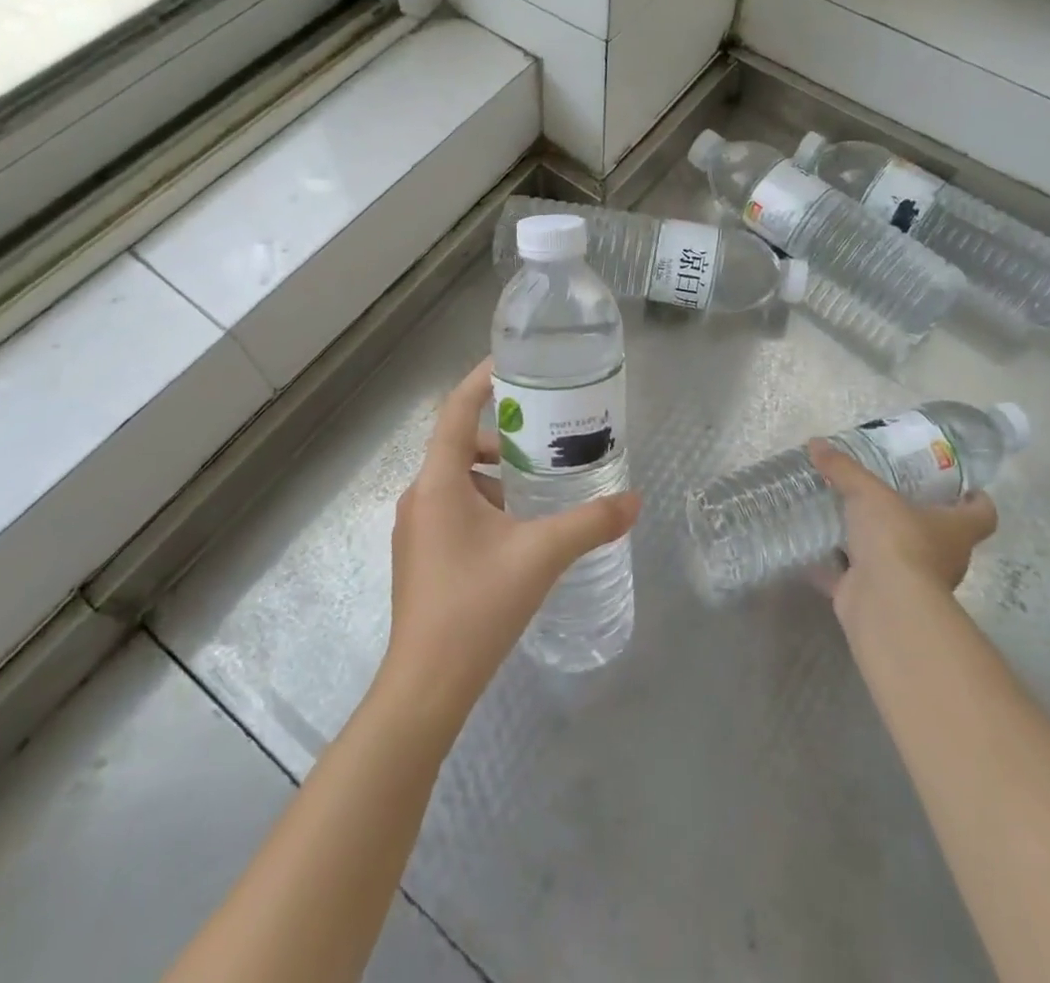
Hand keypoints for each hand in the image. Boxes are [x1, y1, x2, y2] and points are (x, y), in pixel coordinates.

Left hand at [380, 359, 641, 733]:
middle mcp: (419, 496)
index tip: (512, 363)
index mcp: (438, 482)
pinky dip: (485, 503)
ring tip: (539, 486)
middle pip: (459, 444)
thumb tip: (634, 501)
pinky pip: (453, 508)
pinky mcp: (420, 556)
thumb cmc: (477, 606)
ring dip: (495, 475)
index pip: (456, 410)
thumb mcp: (542, 556)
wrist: (426, 686)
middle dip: (502, 437)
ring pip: (457, 480)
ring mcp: (415, 529)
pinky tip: (518, 530)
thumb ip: (590, 524)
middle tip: (545, 438)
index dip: (481, 381)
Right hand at [807, 439, 996, 632]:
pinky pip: (854, 577)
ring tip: (848, 517)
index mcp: (954, 530)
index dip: (976, 501)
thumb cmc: (897, 540)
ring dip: (877, 544)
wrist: (884, 603)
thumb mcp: (868, 493)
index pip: (982, 514)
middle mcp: (941, 558)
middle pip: (939, 536)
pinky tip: (816, 549)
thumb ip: (844, 468)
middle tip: (889, 494)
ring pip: (897, 558)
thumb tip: (816, 442)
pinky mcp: (877, 597)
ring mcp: (910, 582)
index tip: (964, 488)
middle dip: (917, 518)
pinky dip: (837, 566)